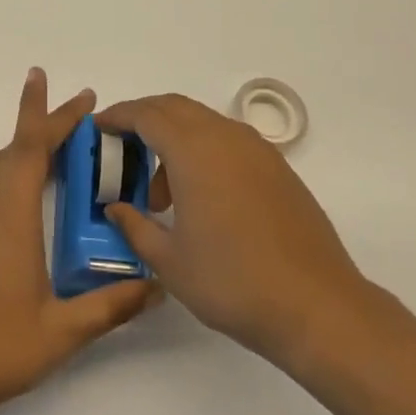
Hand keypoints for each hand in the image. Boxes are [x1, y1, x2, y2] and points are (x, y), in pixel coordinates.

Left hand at [0, 69, 161, 414]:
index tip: (83, 96)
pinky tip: (16, 194)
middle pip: (15, 147)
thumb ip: (111, 306)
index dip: (56, 114)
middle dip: (46, 124)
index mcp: (10, 212)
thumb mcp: (62, 332)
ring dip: (24, 149)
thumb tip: (156, 287)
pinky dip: (4, 171)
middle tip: (79, 118)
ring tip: (54, 152)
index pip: (33, 145)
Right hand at [99, 93, 373, 370]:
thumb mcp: (170, 261)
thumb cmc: (233, 282)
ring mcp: (257, 149)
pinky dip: (203, 151)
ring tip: (161, 192)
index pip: (146, 115)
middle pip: (174, 108)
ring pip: (203, 122)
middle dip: (143, 120)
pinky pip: (228, 141)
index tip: (97, 128)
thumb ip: (135, 227)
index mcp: (193, 150)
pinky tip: (200, 196)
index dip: (117, 117)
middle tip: (121, 149)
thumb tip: (116, 209)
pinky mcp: (278, 168)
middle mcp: (225, 136)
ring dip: (174, 139)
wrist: (317, 306)